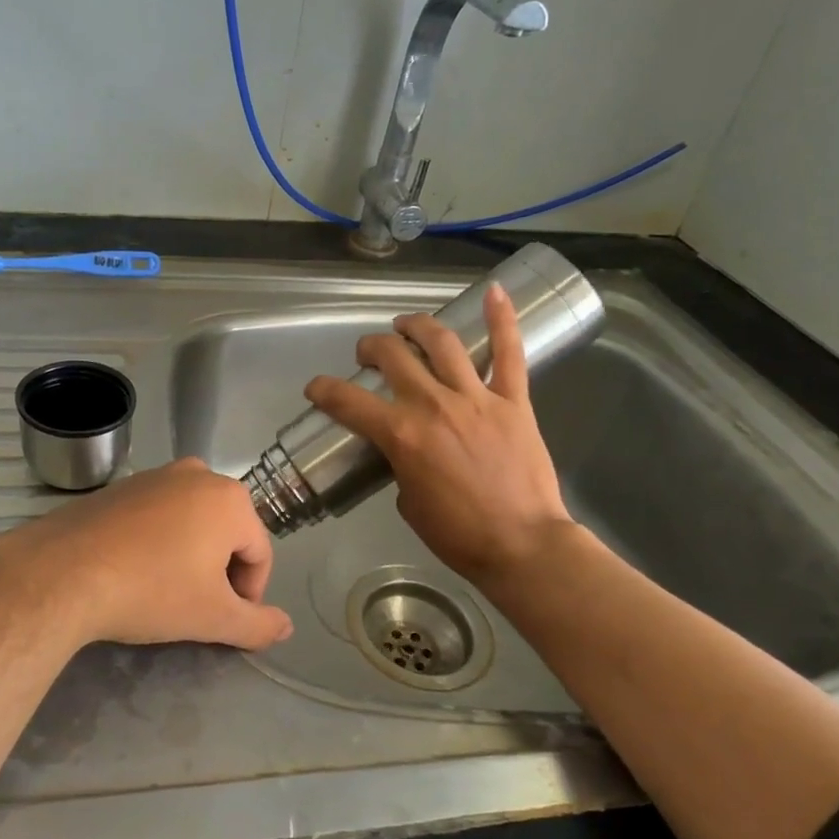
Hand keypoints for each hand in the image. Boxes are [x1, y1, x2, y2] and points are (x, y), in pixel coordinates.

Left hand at [0, 458, 292, 652]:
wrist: (63, 571)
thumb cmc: (151, 590)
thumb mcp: (213, 617)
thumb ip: (257, 625)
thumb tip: (285, 627)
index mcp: (230, 499)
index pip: (260, 554)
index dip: (250, 594)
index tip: (226, 622)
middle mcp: (198, 474)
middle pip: (228, 533)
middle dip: (220, 572)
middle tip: (197, 608)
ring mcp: (156, 475)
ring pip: (192, 523)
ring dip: (190, 556)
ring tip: (164, 591)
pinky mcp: (121, 486)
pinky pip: (157, 516)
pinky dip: (158, 542)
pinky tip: (135, 570)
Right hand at [303, 283, 575, 591]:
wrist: (522, 546)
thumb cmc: (459, 535)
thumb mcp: (409, 503)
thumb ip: (401, 466)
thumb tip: (406, 451)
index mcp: (401, 435)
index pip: (347, 401)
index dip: (323, 390)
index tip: (316, 388)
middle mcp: (433, 406)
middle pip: (393, 356)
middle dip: (371, 348)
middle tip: (368, 354)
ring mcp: (476, 398)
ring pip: (442, 343)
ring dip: (418, 326)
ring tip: (407, 324)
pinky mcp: (514, 401)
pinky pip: (509, 353)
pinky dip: (503, 320)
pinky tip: (496, 292)